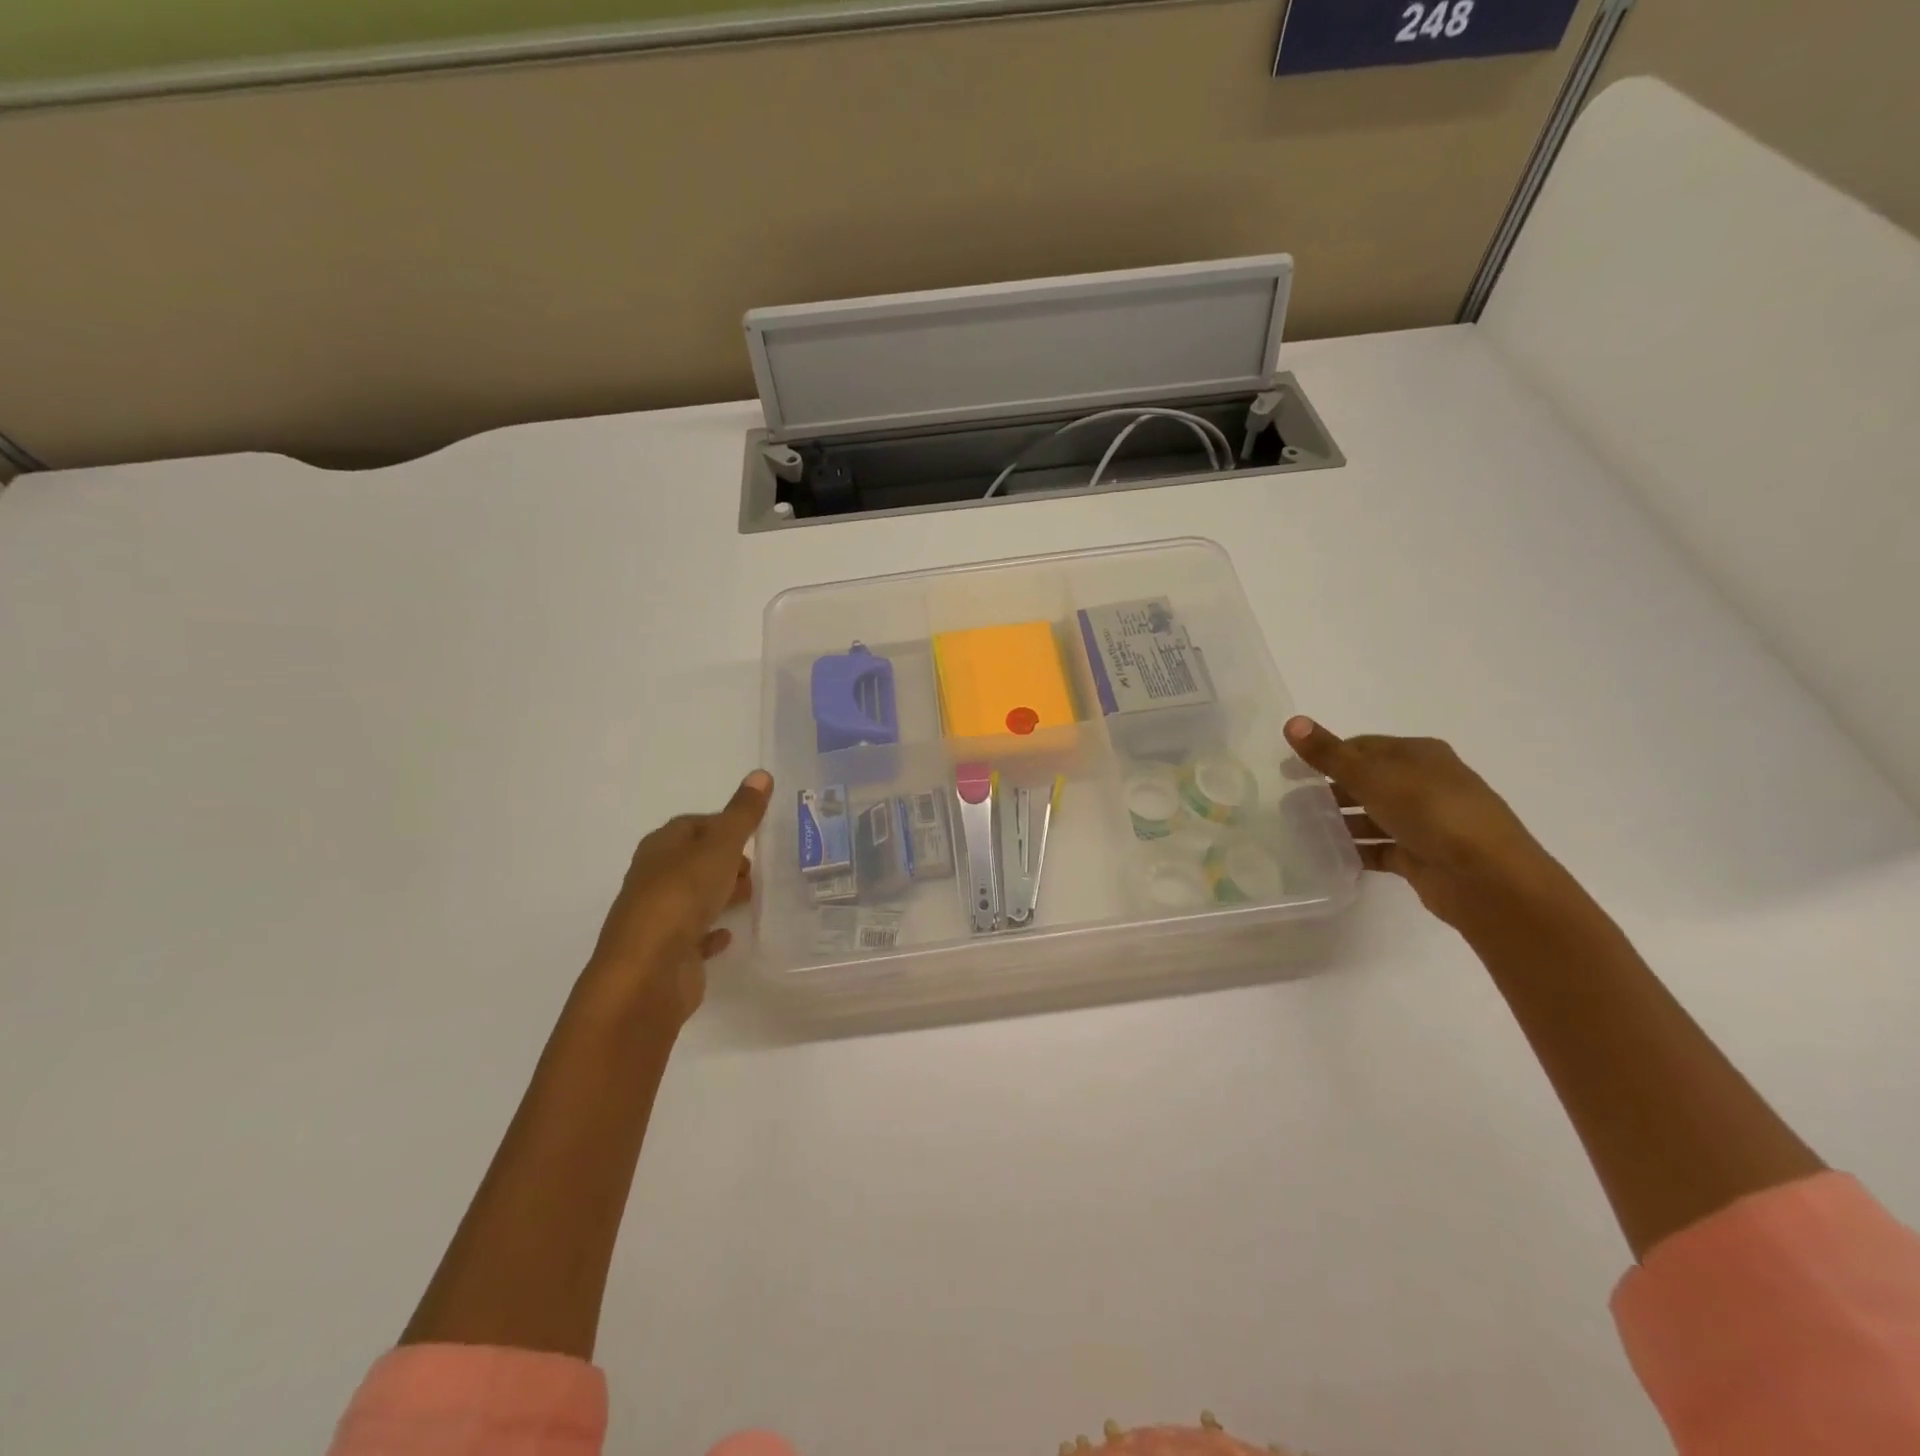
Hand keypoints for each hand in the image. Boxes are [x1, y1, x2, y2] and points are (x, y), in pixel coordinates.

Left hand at [583, 770, 773, 1024]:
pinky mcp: (668, 952)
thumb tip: (761, 774)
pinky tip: (729, 935)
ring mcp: (659, 917)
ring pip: (694, 897)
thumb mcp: (720, 847)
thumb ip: (742, 814)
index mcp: (661, 847)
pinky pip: (694, 936)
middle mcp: (654, 878)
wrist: (648, 973)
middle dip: (724, 861)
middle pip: (693, 861)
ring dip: (719, 894)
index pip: (692, 825)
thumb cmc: (682, 897)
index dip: (723, 825)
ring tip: (750, 897)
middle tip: (755, 868)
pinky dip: (711, 931)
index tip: (752, 834)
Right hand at [1284, 717, 1584, 933]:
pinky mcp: (1421, 856)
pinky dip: (1355, 850)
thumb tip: (1291, 721)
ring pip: (1372, 816)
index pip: (1363, 746)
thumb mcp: (1373, 776)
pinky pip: (1379, 849)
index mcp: (1419, 755)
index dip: (1326, 754)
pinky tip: (1326, 856)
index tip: (1290, 770)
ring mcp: (1425, 822)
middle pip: (1367, 781)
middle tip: (1288, 802)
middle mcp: (1425, 784)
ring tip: (1299, 830)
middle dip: (1329, 790)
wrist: (1487, 878)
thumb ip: (1329, 753)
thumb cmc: (1431, 812)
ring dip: (1339, 822)